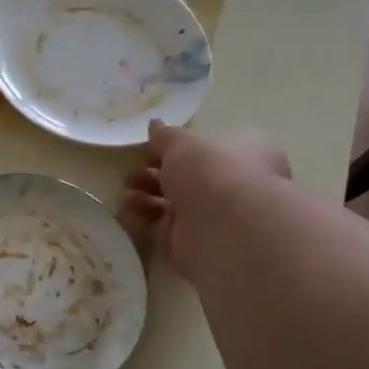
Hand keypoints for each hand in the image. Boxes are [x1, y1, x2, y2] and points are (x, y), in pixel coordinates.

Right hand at [123, 123, 290, 281]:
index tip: (152, 149)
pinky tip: (124, 211)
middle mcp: (233, 186)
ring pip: (173, 204)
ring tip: (126, 192)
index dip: (181, 148)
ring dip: (146, 196)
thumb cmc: (212, 171)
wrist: (225, 228)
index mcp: (244, 154)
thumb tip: (155, 125)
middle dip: (156, 174)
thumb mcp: (183, 142)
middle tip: (132, 173)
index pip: (212, 148)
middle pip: (189, 178)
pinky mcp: (193, 243)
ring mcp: (214, 217)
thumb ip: (166, 136)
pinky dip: (143, 219)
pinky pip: (162, 228)